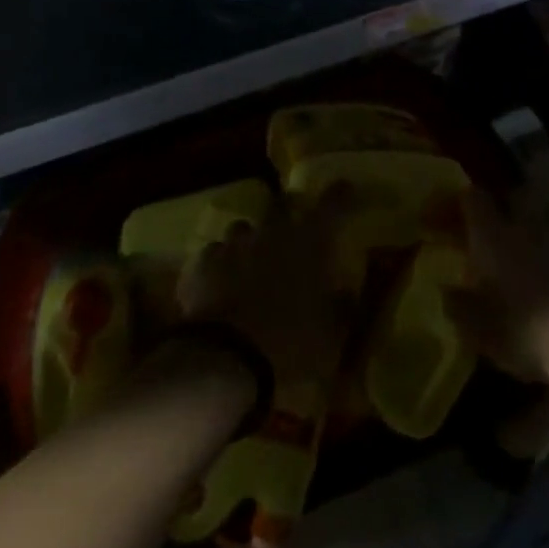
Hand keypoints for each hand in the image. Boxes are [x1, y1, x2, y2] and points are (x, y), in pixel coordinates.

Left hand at [176, 212, 344, 384]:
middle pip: (280, 205)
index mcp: (308, 242)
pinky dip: (221, 265)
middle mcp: (270, 232)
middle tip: (293, 226)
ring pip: (243, 228)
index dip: (341, 195)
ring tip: (251, 260)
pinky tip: (220, 283)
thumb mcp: (330, 333)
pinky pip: (214, 255)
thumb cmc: (289, 341)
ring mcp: (232, 245)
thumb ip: (341, 307)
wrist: (223, 359)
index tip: (346, 188)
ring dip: (251, 240)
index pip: (332, 204)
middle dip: (288, 210)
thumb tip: (347, 293)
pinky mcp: (200, 265)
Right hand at [444, 188, 548, 381]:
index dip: (459, 203)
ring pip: (541, 220)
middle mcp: (525, 227)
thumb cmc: (524, 331)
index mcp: (493, 236)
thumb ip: (459, 306)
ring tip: (524, 253)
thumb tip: (446, 290)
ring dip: (530, 231)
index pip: (473, 199)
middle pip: (511, 199)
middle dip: (500, 209)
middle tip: (489, 230)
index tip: (448, 216)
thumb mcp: (479, 329)